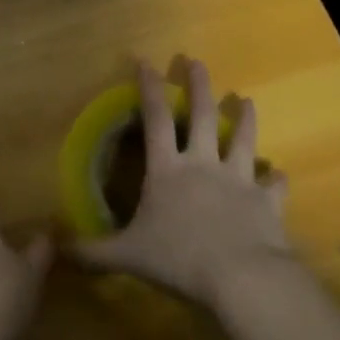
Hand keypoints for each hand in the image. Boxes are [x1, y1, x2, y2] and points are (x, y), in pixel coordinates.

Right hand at [70, 59, 291, 307]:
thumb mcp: (128, 256)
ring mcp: (238, 179)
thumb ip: (94, 252)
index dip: (150, 89)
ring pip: (243, 140)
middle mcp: (203, 164)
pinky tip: (280, 175)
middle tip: (196, 62)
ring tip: (247, 100)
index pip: (156, 119)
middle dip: (199, 86)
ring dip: (244, 119)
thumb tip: (59, 248)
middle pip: (202, 116)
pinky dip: (276, 179)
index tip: (146, 62)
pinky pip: (274, 186)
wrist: (242, 277)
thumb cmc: (179, 259)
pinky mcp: (266, 201)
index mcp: (168, 170)